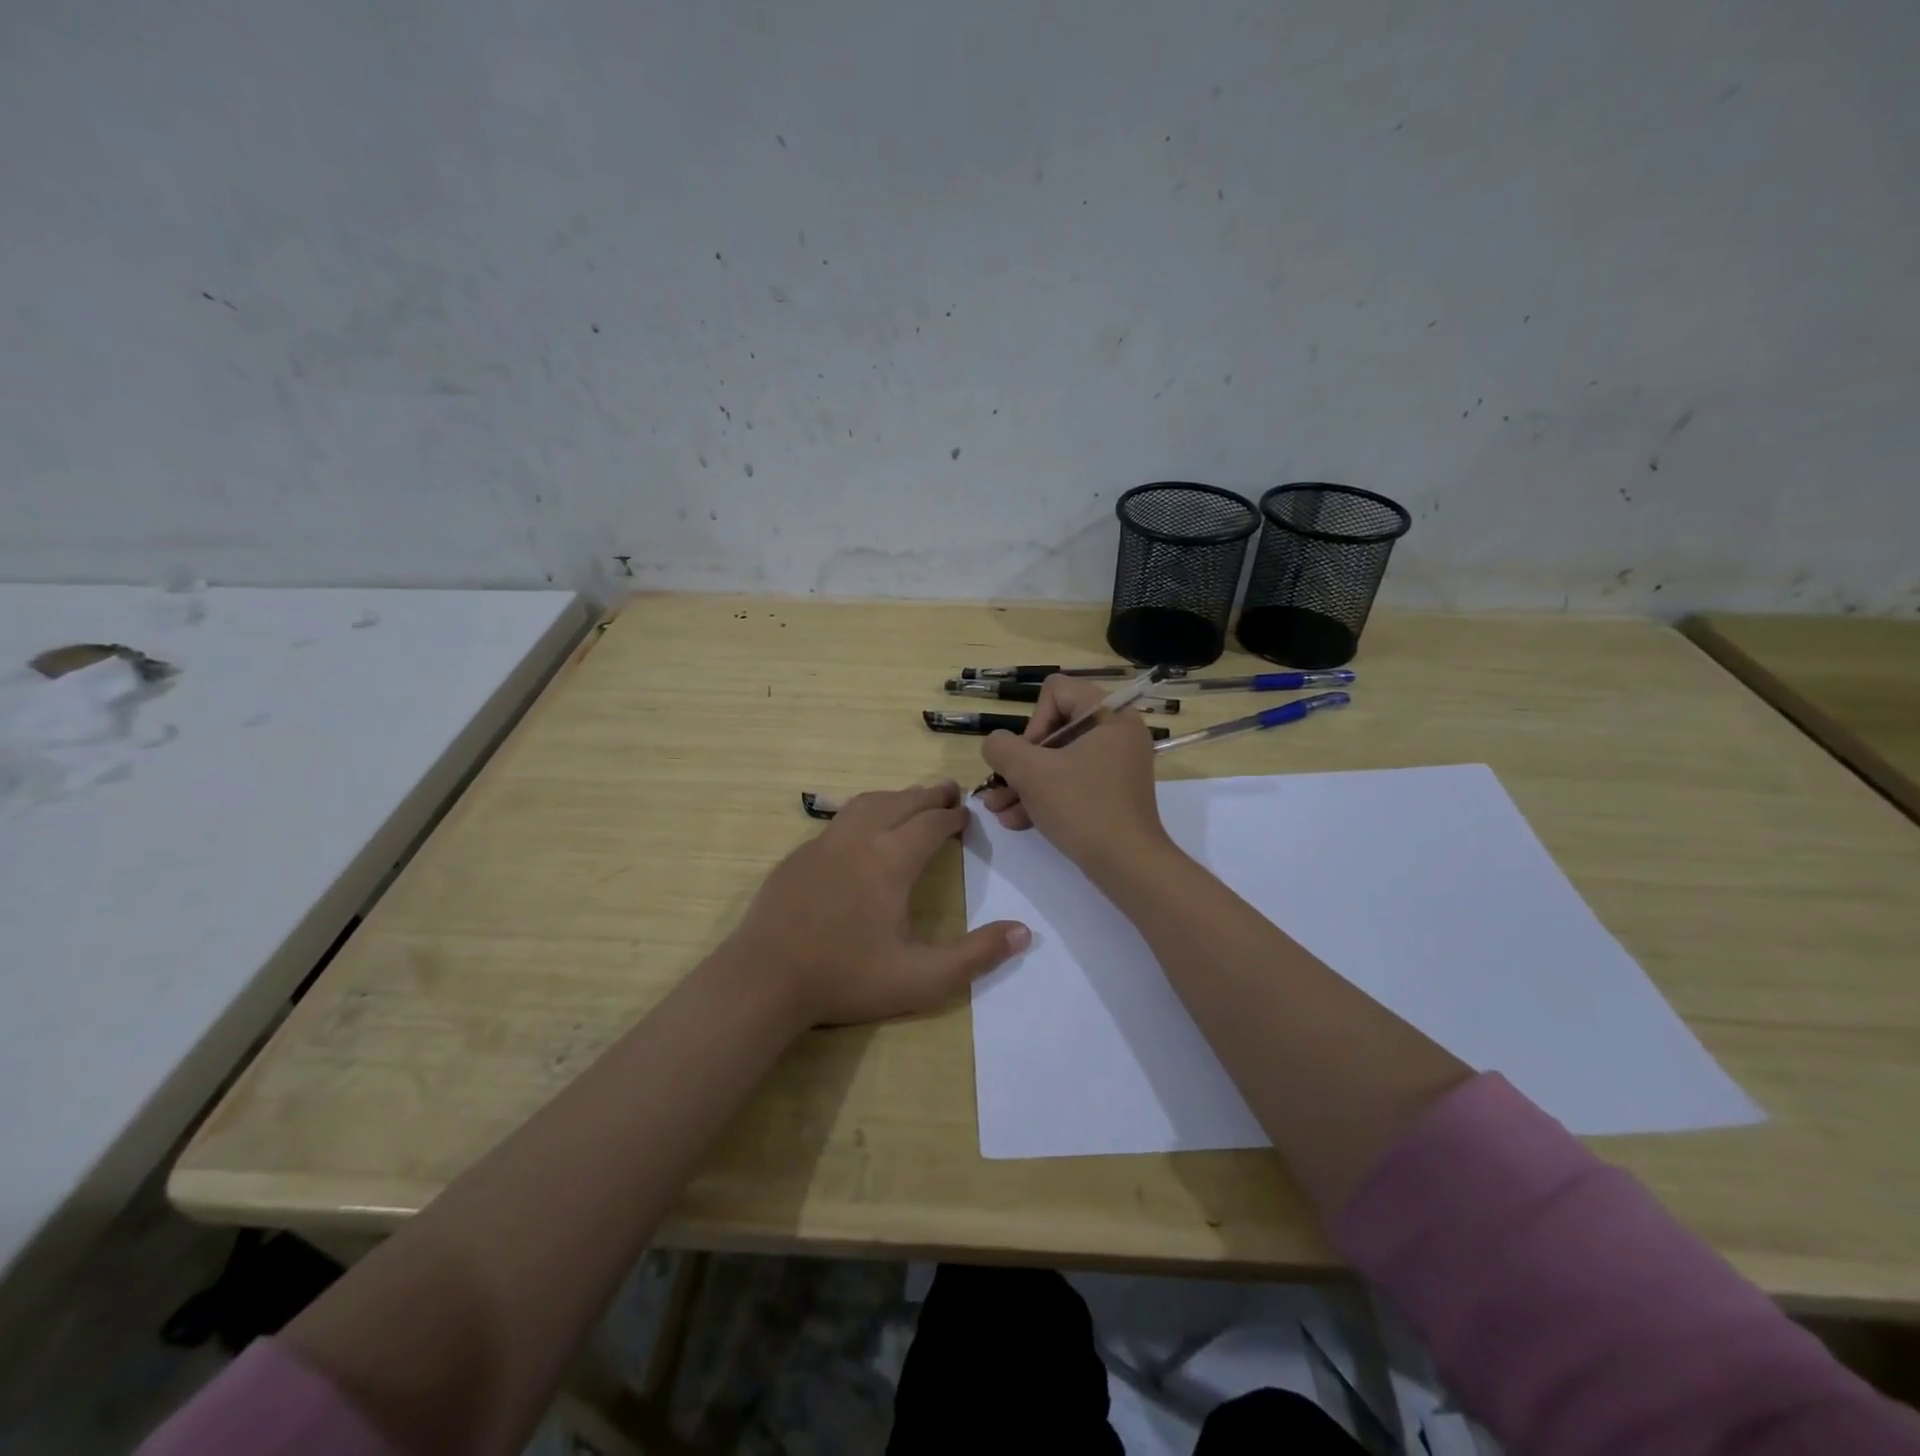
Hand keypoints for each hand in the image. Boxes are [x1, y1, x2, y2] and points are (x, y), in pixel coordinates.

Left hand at [731, 780, 1028, 1028]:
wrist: (764, 979)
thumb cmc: (847, 978)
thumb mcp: (922, 979)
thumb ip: (976, 956)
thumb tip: (1024, 933)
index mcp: (891, 860)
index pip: (930, 824)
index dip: (951, 817)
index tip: (965, 815)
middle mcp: (859, 839)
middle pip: (900, 803)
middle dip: (928, 795)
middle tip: (948, 792)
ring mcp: (823, 845)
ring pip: (866, 804)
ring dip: (894, 798)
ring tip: (910, 802)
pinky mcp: (797, 857)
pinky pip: (839, 822)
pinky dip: (863, 815)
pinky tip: (861, 835)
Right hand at [978, 676, 1173, 880]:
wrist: (1127, 864)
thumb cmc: (1081, 807)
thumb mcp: (1031, 772)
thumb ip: (1002, 748)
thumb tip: (996, 744)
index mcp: (1109, 714)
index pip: (1056, 691)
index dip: (1033, 721)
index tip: (1028, 756)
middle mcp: (1116, 733)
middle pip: (1053, 728)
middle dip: (1020, 761)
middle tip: (1003, 786)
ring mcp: (1115, 764)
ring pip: (1058, 760)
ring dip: (1024, 783)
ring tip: (997, 809)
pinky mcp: (1110, 792)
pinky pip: (1070, 782)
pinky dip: (1044, 797)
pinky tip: (1015, 821)